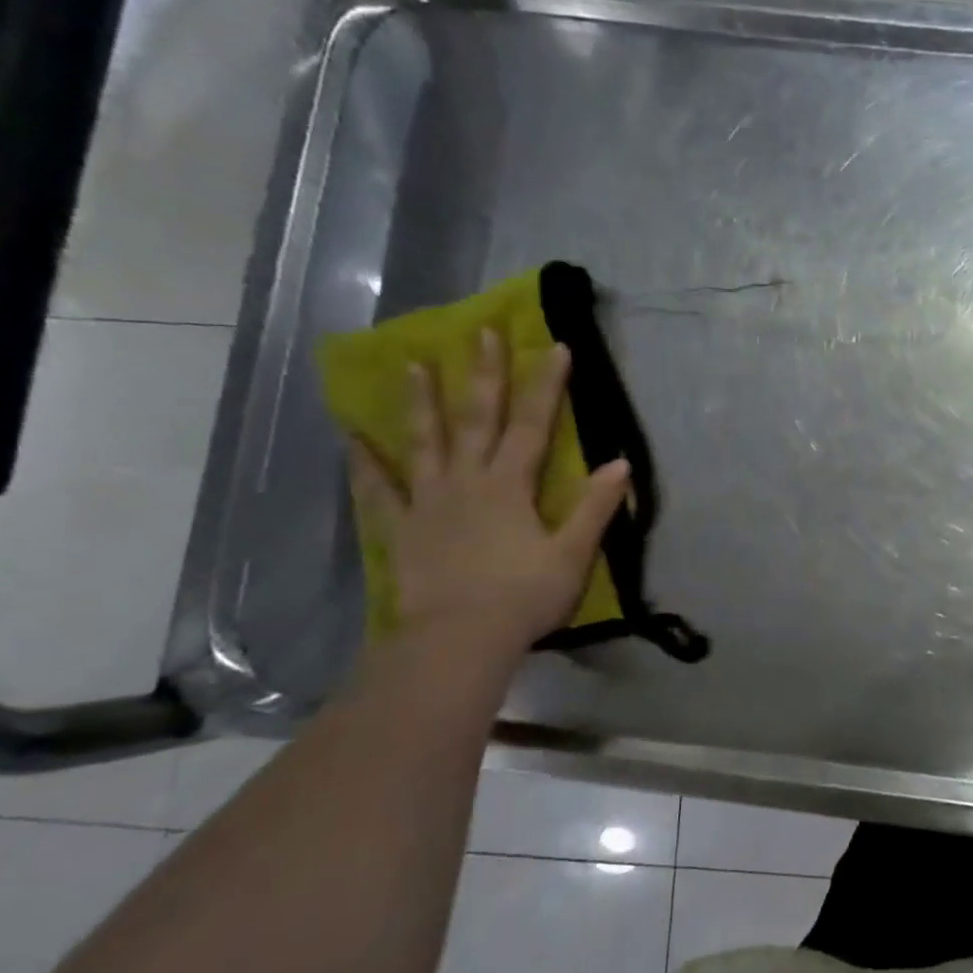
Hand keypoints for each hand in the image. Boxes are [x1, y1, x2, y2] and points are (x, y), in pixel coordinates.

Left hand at [348, 330, 633, 659]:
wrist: (459, 640)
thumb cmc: (524, 597)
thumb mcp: (573, 554)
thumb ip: (596, 507)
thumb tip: (620, 464)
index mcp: (510, 486)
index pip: (533, 425)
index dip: (546, 385)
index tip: (555, 346)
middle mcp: (467, 482)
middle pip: (477, 420)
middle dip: (484, 375)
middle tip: (481, 333)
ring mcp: (428, 503)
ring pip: (424, 443)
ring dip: (421, 403)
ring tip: (412, 366)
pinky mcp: (402, 530)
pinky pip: (379, 491)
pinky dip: (366, 464)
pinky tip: (353, 440)